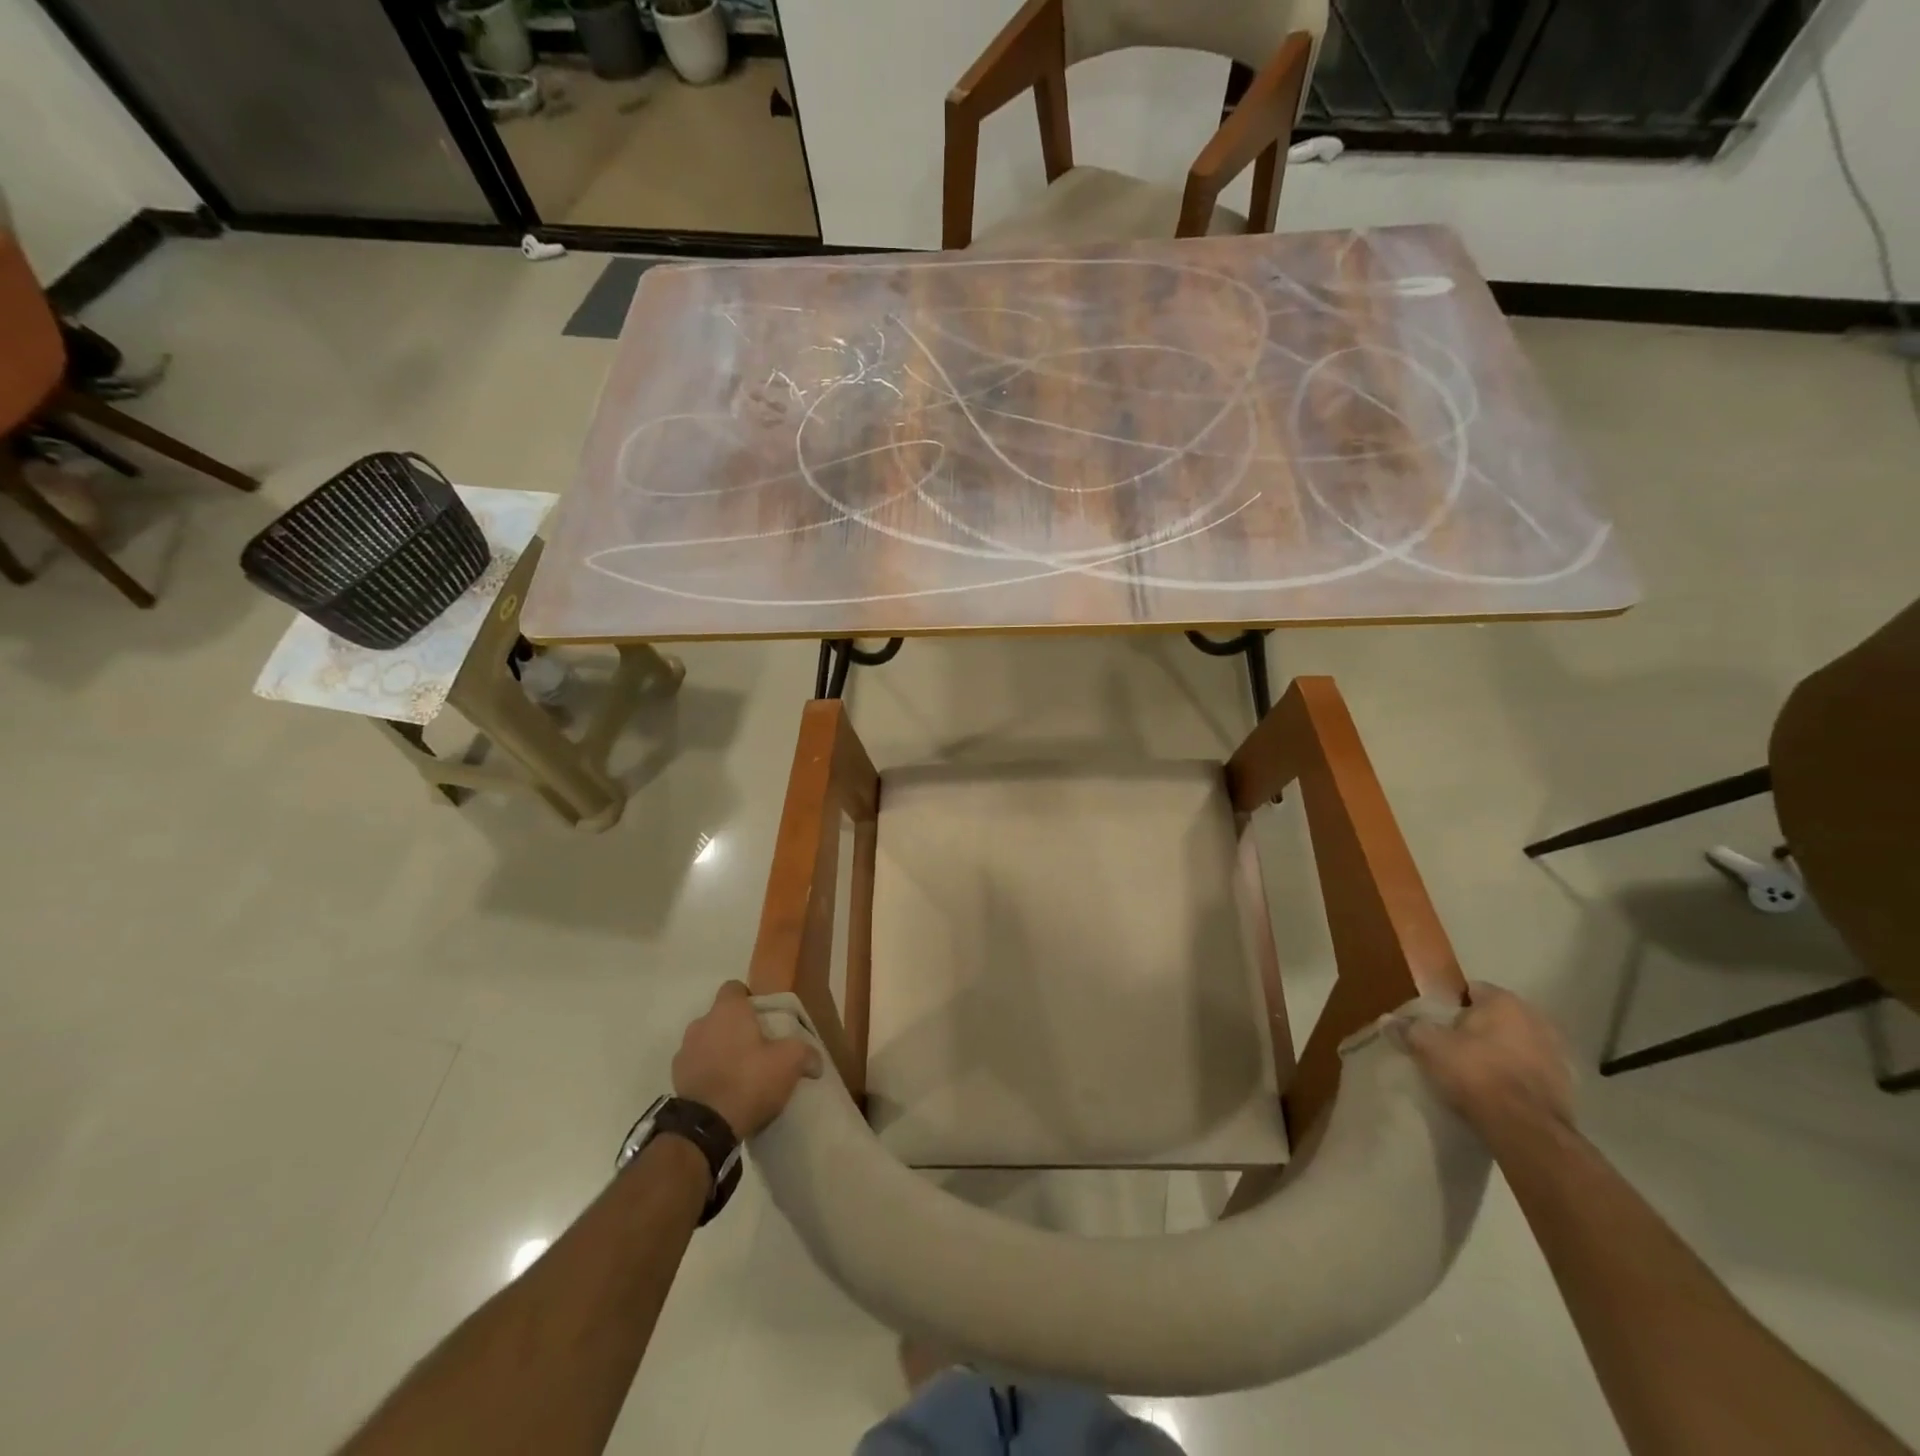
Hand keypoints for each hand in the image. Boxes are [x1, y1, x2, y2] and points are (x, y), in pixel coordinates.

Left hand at [672, 981, 818, 1138]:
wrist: (707, 1126)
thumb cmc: (750, 1079)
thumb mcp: (789, 1062)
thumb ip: (805, 1053)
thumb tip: (815, 1060)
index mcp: (727, 1011)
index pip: (734, 988)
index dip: (748, 998)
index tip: (763, 1016)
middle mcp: (701, 1023)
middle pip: (720, 1016)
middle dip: (735, 1027)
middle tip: (756, 1046)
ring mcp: (685, 1051)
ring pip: (706, 1041)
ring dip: (719, 1050)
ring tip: (738, 1071)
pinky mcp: (676, 1078)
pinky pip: (696, 1066)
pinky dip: (707, 1072)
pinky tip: (723, 1090)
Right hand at [1399, 982, 1574, 1135]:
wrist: (1526, 1130)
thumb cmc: (1475, 1073)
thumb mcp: (1428, 1046)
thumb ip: (1408, 1028)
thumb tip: (1388, 1020)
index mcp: (1505, 1001)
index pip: (1470, 990)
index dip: (1449, 1005)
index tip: (1434, 1022)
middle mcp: (1537, 1019)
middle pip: (1496, 1017)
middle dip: (1477, 1028)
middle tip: (1451, 1045)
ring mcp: (1557, 1053)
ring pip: (1517, 1044)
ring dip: (1500, 1052)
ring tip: (1475, 1071)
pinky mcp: (1567, 1086)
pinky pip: (1532, 1071)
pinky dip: (1517, 1076)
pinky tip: (1498, 1092)